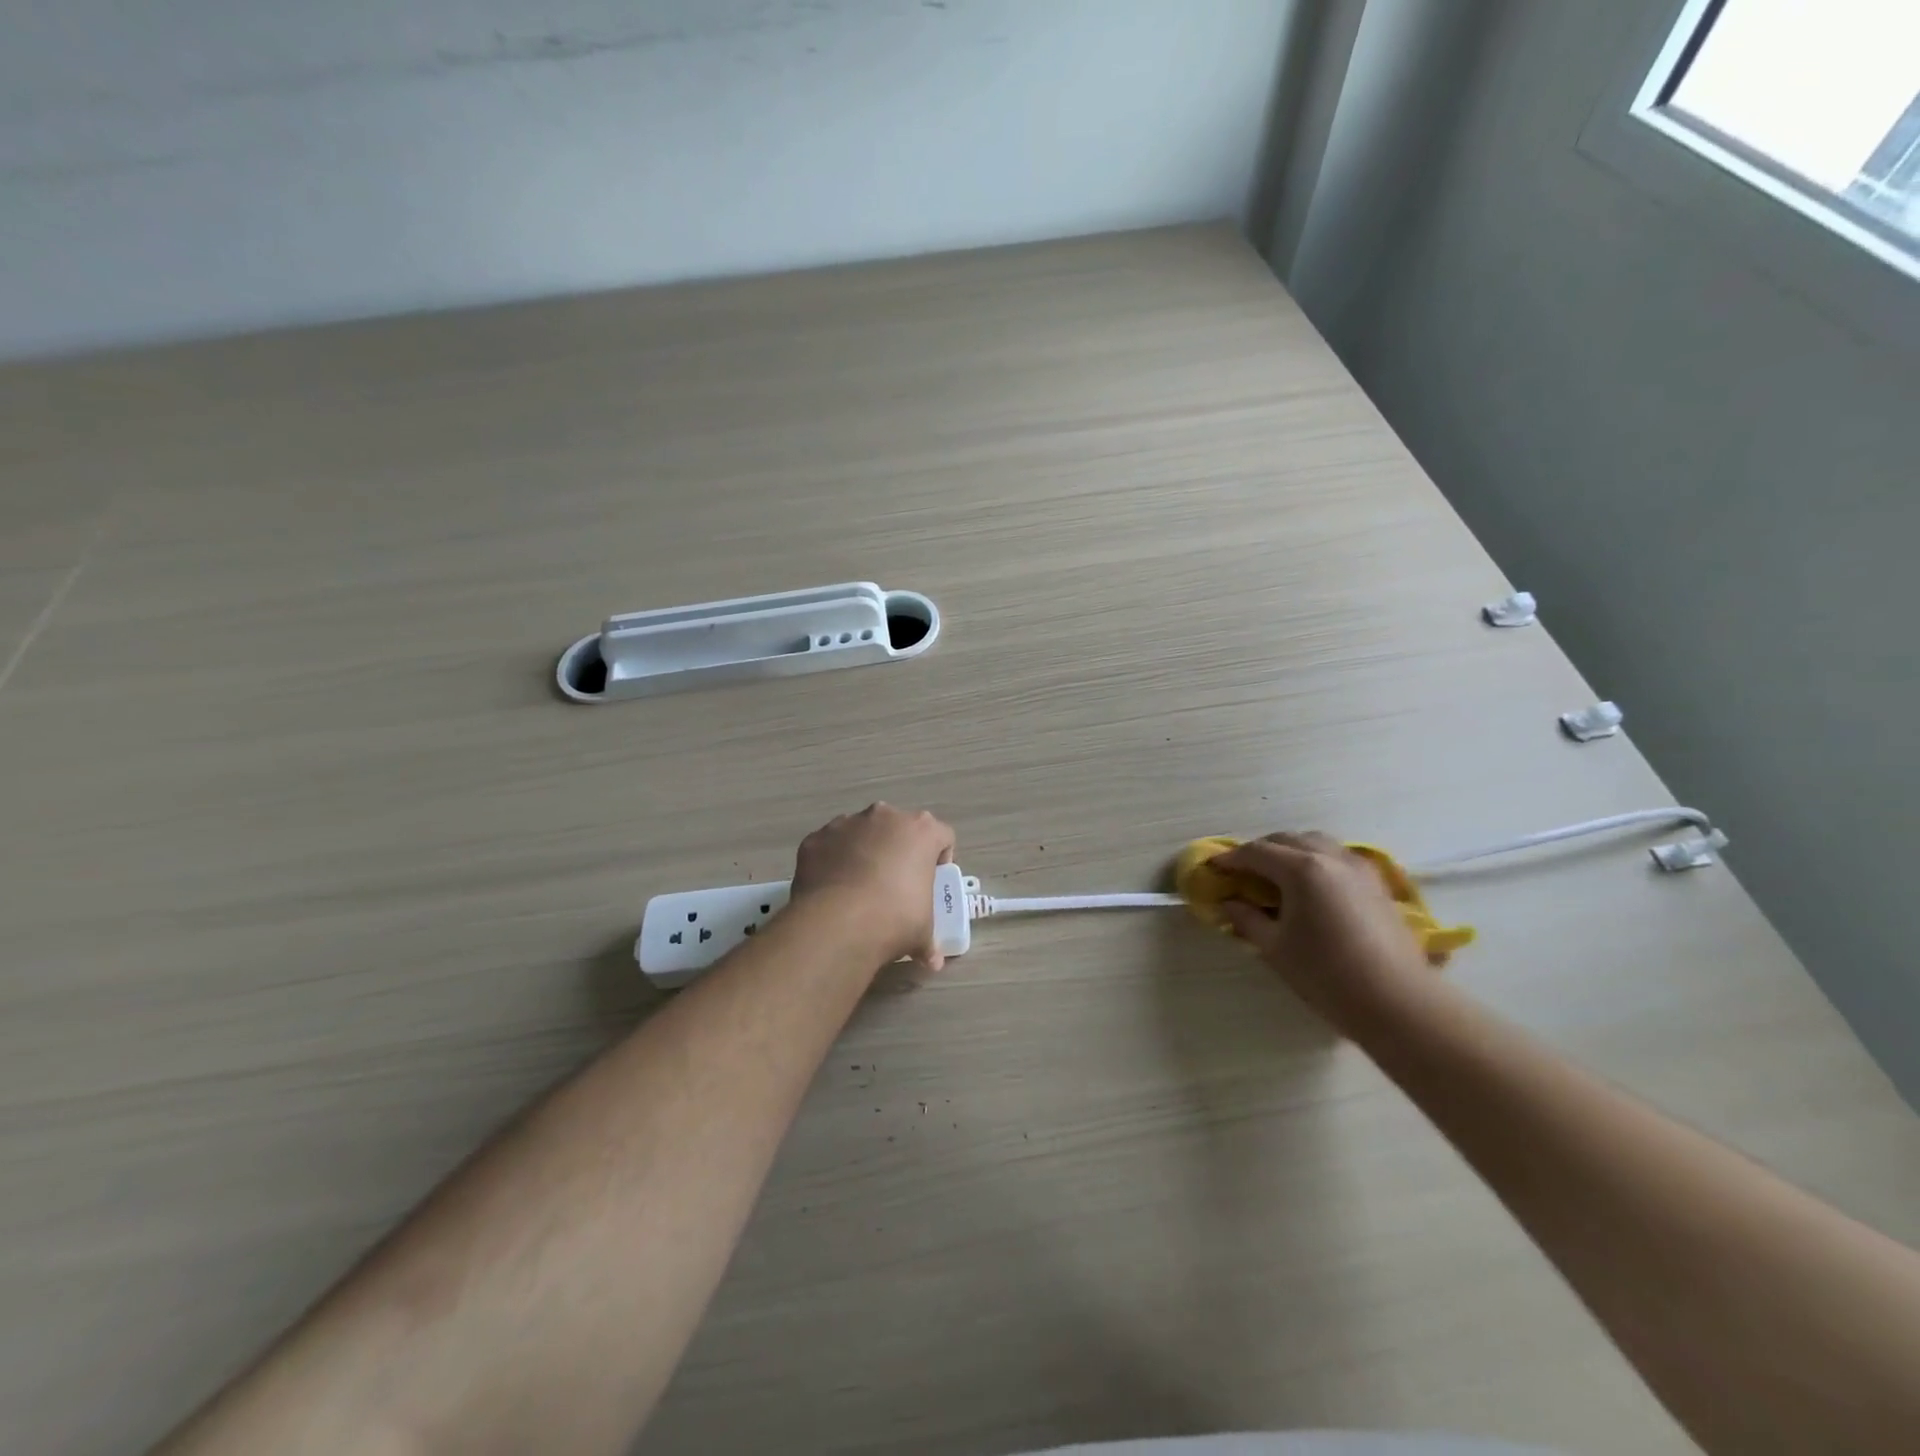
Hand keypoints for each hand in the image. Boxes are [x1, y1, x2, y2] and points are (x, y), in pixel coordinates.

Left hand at [790, 803, 956, 968]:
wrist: (838, 922)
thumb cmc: (895, 918)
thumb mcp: (922, 932)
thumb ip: (929, 940)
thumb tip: (932, 960)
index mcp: (921, 831)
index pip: (942, 836)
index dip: (940, 859)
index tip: (932, 881)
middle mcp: (885, 816)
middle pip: (898, 828)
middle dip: (898, 850)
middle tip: (895, 883)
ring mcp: (846, 823)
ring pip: (861, 833)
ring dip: (863, 852)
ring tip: (858, 888)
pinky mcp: (816, 838)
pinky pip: (830, 846)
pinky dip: (833, 861)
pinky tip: (832, 889)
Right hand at [1214, 832, 1441, 1036]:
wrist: (1397, 1002)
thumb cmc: (1326, 975)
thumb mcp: (1275, 948)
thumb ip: (1247, 919)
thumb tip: (1229, 903)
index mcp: (1301, 869)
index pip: (1256, 852)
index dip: (1230, 859)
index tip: (1213, 869)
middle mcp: (1330, 857)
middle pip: (1286, 839)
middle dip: (1259, 851)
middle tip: (1242, 873)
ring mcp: (1358, 867)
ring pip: (1316, 842)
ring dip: (1290, 850)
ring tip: (1277, 875)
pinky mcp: (1377, 883)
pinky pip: (1338, 856)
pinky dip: (1317, 859)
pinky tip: (1312, 885)